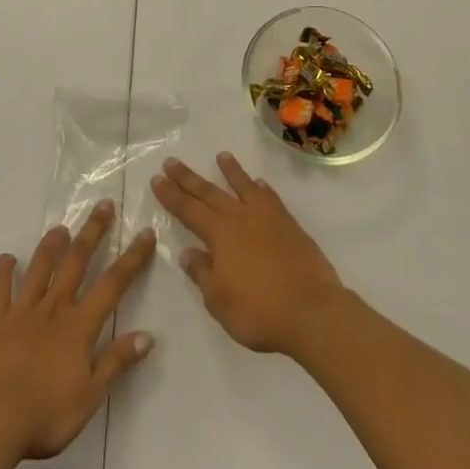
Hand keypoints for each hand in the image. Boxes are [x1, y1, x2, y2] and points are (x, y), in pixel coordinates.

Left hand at [0, 200, 155, 460]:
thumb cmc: (44, 416)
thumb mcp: (89, 397)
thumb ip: (116, 362)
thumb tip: (148, 335)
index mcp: (79, 327)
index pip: (113, 285)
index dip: (132, 258)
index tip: (145, 233)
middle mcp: (53, 309)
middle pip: (77, 262)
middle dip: (93, 232)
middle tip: (104, 206)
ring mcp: (22, 311)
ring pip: (40, 267)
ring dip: (52, 245)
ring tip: (61, 228)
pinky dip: (3, 270)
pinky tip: (7, 258)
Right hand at [152, 153, 346, 356]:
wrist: (312, 311)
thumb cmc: (259, 312)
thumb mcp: (219, 301)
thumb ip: (202, 274)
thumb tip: (188, 253)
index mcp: (220, 235)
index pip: (188, 210)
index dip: (171, 195)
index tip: (157, 178)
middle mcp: (241, 218)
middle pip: (210, 193)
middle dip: (189, 178)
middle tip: (172, 161)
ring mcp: (268, 218)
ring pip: (244, 187)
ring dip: (231, 171)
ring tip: (221, 156)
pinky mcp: (290, 225)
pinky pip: (271, 199)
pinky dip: (262, 189)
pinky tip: (259, 184)